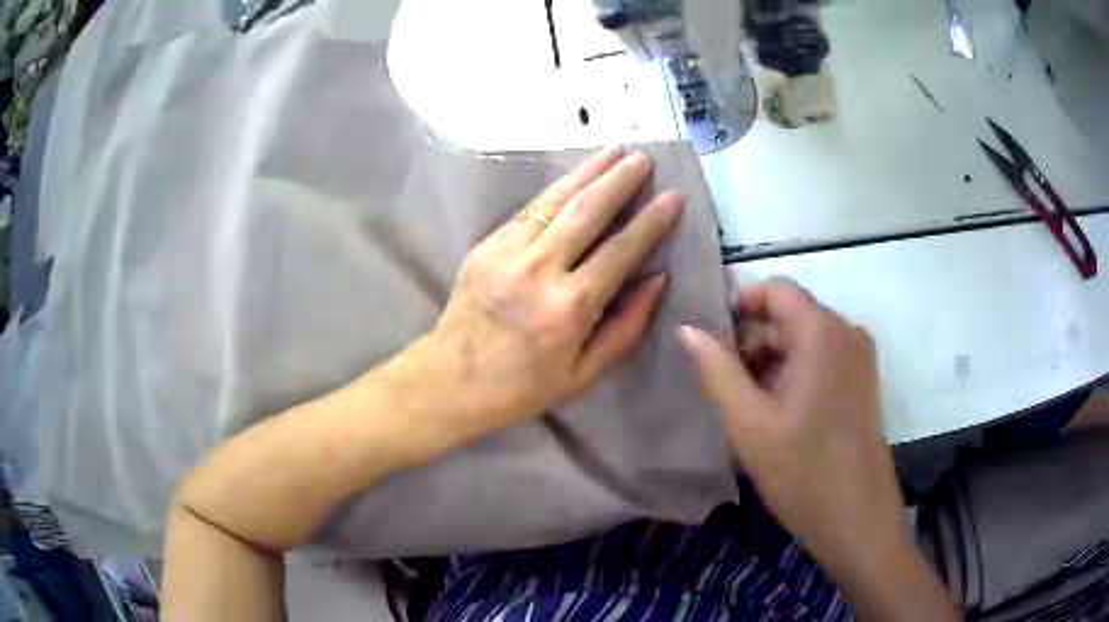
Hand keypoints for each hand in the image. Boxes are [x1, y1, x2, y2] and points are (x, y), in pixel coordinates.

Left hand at [398, 147, 682, 447]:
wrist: (451, 379)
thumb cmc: (523, 386)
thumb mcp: (584, 374)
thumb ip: (626, 327)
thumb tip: (657, 279)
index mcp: (569, 308)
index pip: (621, 250)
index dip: (651, 221)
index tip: (673, 195)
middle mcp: (540, 271)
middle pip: (587, 210)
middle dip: (620, 179)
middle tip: (643, 158)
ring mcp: (507, 252)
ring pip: (555, 199)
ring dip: (588, 171)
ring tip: (614, 150)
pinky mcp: (486, 245)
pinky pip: (528, 209)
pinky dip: (556, 189)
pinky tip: (575, 176)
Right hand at [678, 282, 927, 605]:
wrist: (856, 516)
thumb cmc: (802, 470)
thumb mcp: (749, 423)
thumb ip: (716, 370)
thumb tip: (687, 329)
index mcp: (822, 332)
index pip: (776, 290)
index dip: (740, 307)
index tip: (713, 343)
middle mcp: (847, 332)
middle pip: (791, 315)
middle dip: (753, 341)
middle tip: (725, 384)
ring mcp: (859, 358)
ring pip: (805, 340)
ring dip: (771, 361)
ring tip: (748, 406)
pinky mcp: (862, 382)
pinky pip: (822, 360)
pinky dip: (794, 374)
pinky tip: (776, 414)